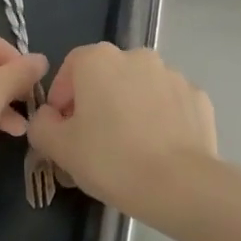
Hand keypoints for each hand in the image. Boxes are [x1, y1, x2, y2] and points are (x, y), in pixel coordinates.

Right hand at [26, 45, 219, 227]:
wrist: (179, 184)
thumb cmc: (110, 159)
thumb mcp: (59, 148)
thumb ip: (42, 125)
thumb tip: (48, 118)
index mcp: (99, 59)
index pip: (71, 67)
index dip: (61, 97)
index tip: (61, 128)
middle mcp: (137, 56)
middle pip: (107, 75)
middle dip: (97, 102)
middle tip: (92, 141)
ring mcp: (172, 74)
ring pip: (140, 88)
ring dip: (130, 108)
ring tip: (128, 148)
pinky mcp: (197, 96)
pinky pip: (169, 104)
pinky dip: (160, 119)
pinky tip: (157, 149)